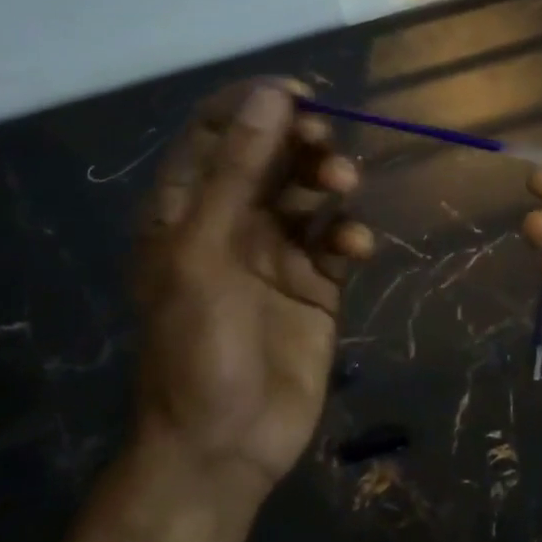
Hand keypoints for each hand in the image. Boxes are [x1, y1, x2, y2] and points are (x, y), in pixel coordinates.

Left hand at [131, 81, 371, 498]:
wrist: (225, 445)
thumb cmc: (197, 346)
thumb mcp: (203, 252)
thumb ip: (237, 172)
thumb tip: (273, 96)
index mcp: (187, 208)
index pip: (217, 131)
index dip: (254, 105)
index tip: (298, 95)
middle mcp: (231, 221)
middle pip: (271, 155)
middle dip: (300, 141)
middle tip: (323, 142)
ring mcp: (276, 252)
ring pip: (309, 192)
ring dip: (329, 180)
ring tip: (343, 186)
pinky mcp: (315, 283)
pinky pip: (337, 240)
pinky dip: (349, 234)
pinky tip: (354, 249)